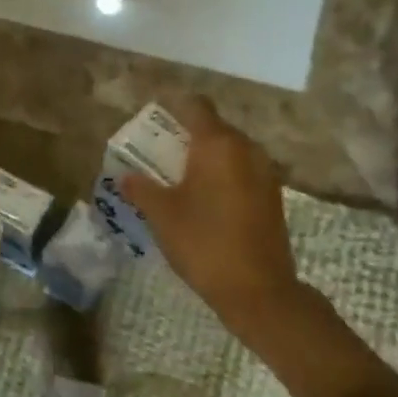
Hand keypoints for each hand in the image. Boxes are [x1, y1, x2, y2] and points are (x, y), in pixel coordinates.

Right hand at [120, 97, 315, 342]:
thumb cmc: (203, 243)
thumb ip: (141, 189)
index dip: (174, 109)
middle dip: (187, 138)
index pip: (196, 107)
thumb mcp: (162, 215)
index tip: (154, 122)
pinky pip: (243, 173)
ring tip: (180, 181)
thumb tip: (125, 176)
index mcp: (218, 145)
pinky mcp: (272, 197)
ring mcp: (265, 173)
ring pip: (231, 153)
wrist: (257, 289)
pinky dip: (223, 178)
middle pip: (215, 129)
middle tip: (160, 157)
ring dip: (206, 160)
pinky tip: (205, 202)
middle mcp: (247, 150)